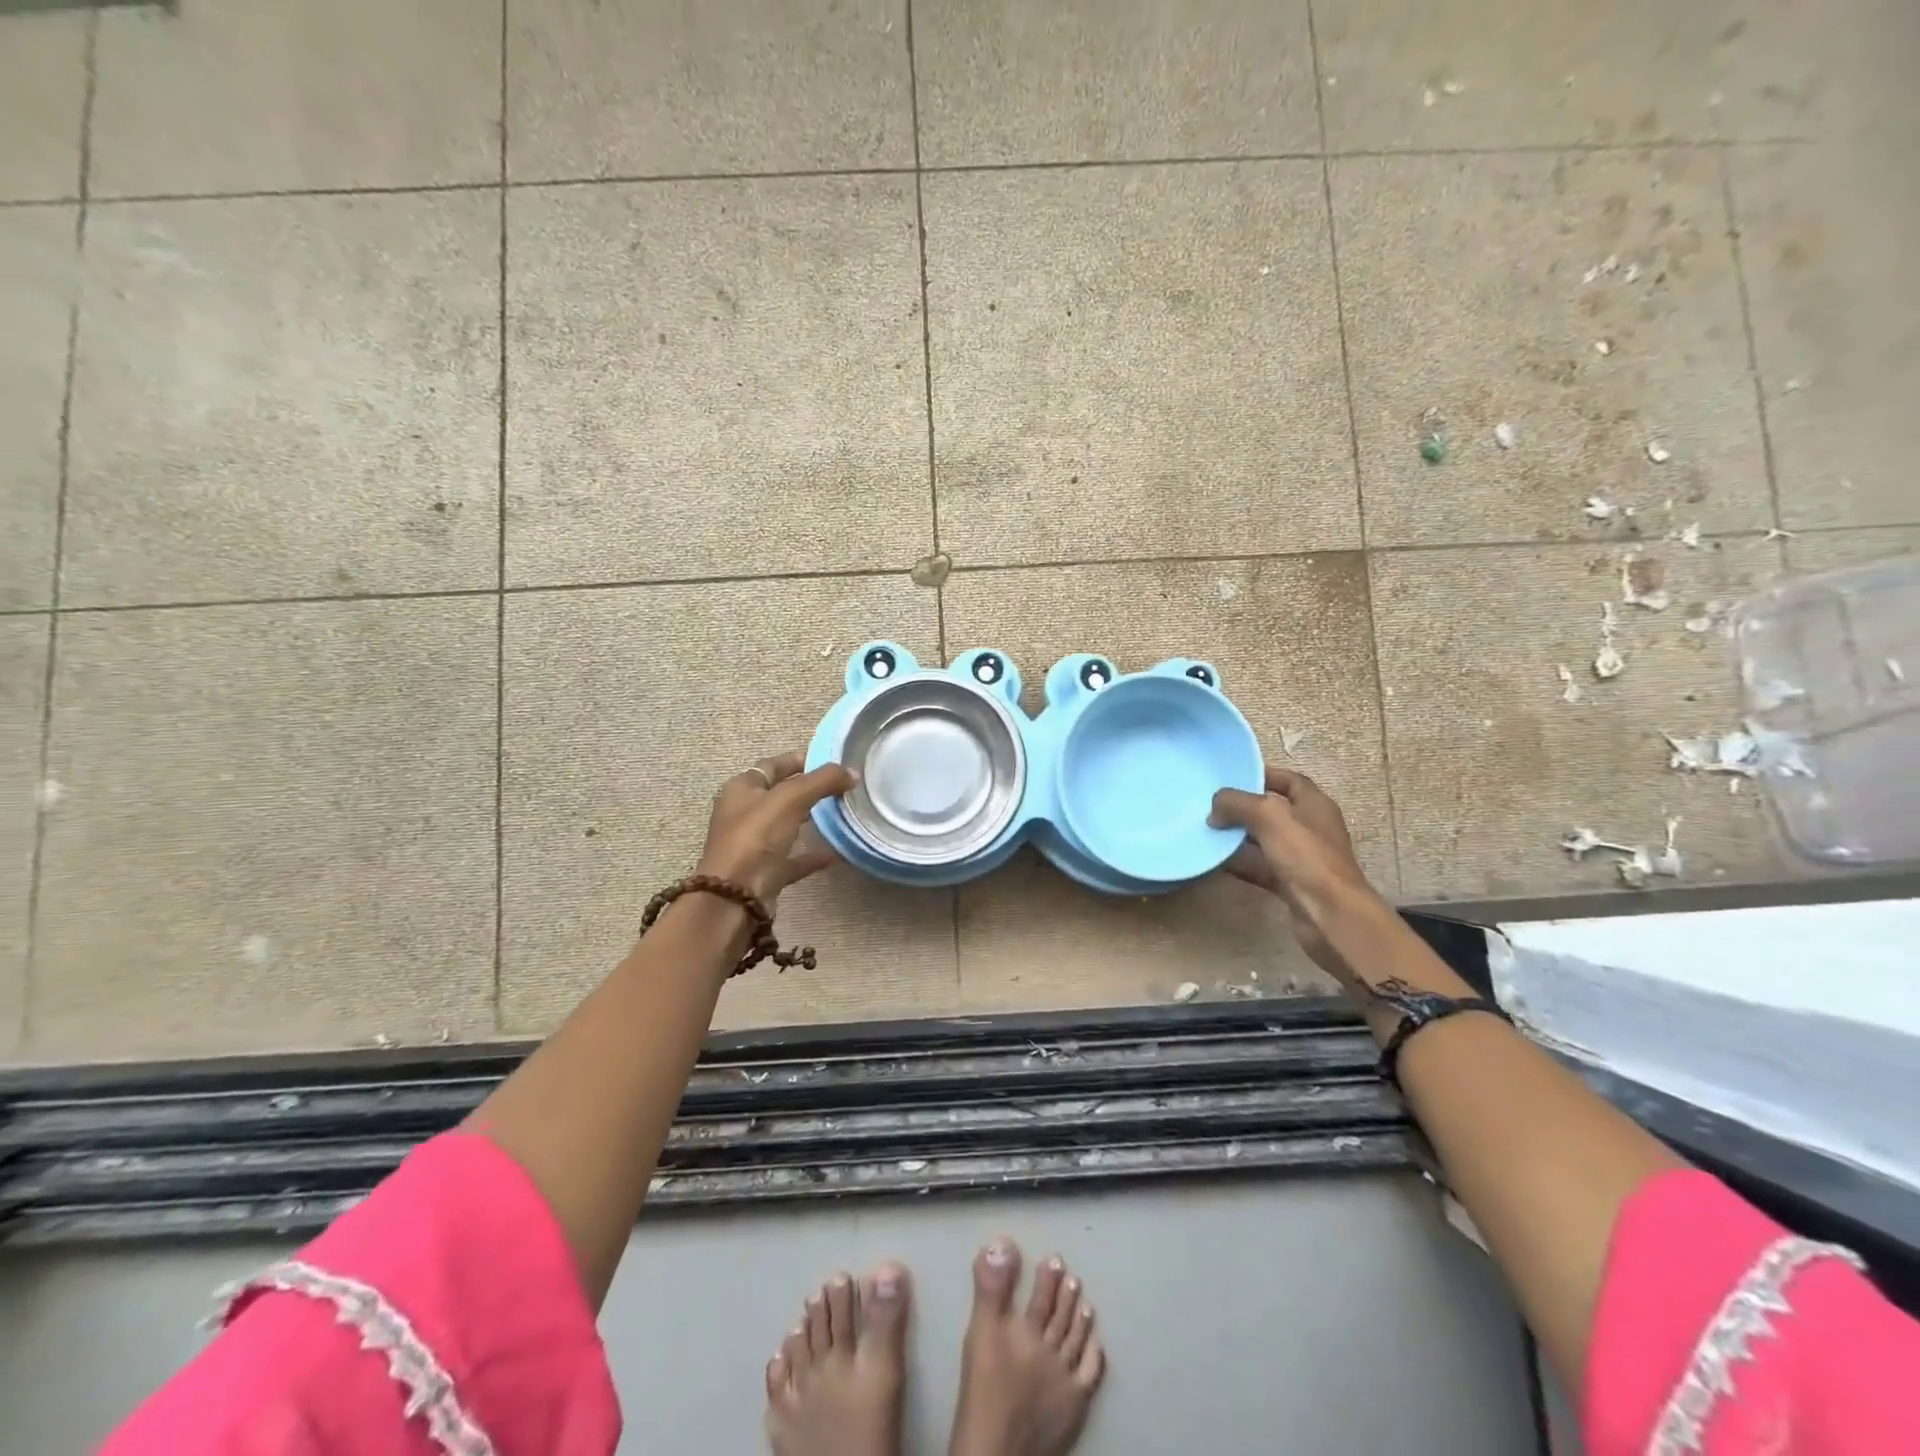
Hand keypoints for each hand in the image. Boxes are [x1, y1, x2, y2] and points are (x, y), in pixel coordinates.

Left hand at [696, 752, 854, 909]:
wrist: (737, 898)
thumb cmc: (756, 837)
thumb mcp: (790, 798)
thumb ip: (823, 781)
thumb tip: (852, 772)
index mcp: (742, 789)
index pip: (772, 765)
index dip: (800, 760)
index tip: (831, 760)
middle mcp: (745, 813)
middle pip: (781, 795)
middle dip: (809, 789)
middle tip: (842, 786)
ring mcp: (755, 844)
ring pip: (787, 825)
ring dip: (811, 819)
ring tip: (842, 813)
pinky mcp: (766, 871)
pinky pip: (795, 858)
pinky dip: (814, 855)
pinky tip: (838, 853)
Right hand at [1209, 767, 1386, 982]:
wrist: (1330, 916)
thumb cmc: (1306, 858)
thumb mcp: (1269, 817)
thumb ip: (1238, 803)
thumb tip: (1215, 808)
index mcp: (1314, 806)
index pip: (1289, 780)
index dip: (1263, 775)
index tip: (1231, 777)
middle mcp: (1310, 828)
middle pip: (1272, 810)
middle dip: (1242, 808)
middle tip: (1211, 806)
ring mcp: (1301, 858)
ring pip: (1263, 840)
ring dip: (1238, 837)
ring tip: (1207, 832)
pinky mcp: (1291, 884)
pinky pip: (1260, 867)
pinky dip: (1240, 863)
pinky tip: (1216, 862)